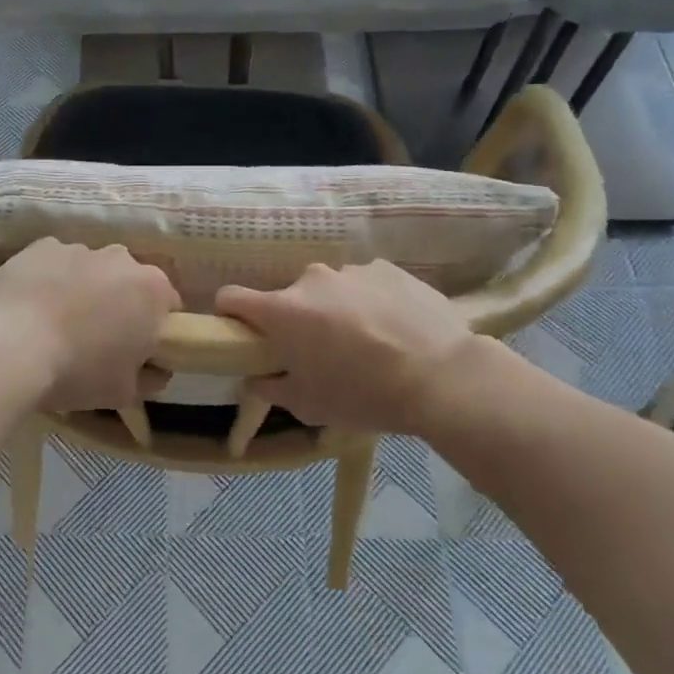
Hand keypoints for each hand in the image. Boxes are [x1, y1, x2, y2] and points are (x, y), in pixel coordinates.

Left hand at [0, 238, 179, 410]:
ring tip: (56, 323)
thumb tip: (155, 370)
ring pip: (90, 269)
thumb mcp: (123, 392)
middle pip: (128, 281)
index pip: (167, 304)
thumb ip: (149, 378)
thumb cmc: (77, 371)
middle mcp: (122, 259)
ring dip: (83, 289)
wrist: (8, 347)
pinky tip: (31, 307)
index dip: (153, 326)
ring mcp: (80, 248)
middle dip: (118, 302)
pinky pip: (54, 263)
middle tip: (95, 336)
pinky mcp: (42, 245)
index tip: (135, 348)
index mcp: (152, 290)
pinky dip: (49, 279)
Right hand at [216, 261, 511, 433]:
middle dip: (297, 321)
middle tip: (322, 353)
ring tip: (368, 341)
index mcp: (283, 311)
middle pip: (289, 298)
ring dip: (336, 310)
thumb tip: (255, 377)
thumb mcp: (309, 406)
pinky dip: (370, 302)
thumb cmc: (364, 395)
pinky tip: (395, 328)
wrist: (442, 376)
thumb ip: (271, 388)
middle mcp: (311, 280)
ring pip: (330, 289)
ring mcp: (352, 270)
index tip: (244, 333)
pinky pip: (365, 284)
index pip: (232, 296)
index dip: (231, 314)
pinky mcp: (388, 268)